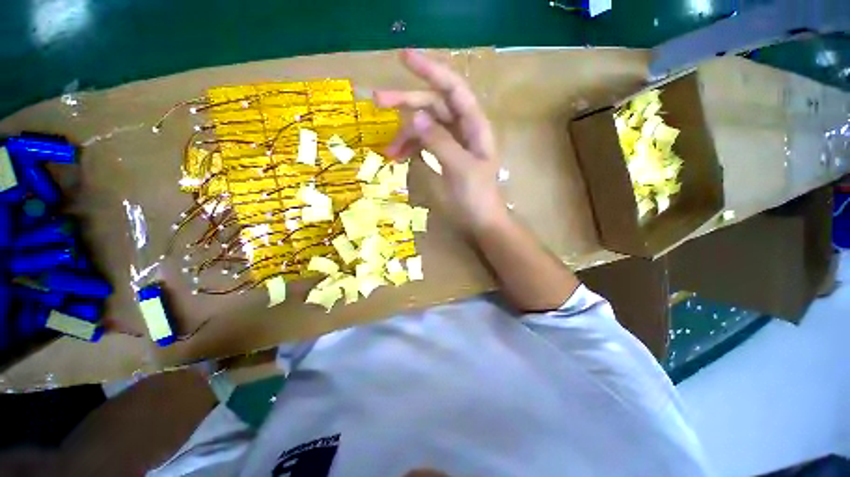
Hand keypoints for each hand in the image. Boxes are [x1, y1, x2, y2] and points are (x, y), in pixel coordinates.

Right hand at [375, 49, 505, 230]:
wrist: (481, 222)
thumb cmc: (477, 197)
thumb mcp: (460, 169)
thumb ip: (440, 141)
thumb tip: (415, 116)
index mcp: (474, 125)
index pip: (452, 88)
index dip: (430, 70)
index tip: (403, 57)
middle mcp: (463, 129)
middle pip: (433, 105)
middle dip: (407, 102)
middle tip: (377, 101)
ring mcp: (453, 143)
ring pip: (426, 126)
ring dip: (405, 134)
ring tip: (388, 151)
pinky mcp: (444, 156)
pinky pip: (424, 143)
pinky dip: (411, 147)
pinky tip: (399, 157)